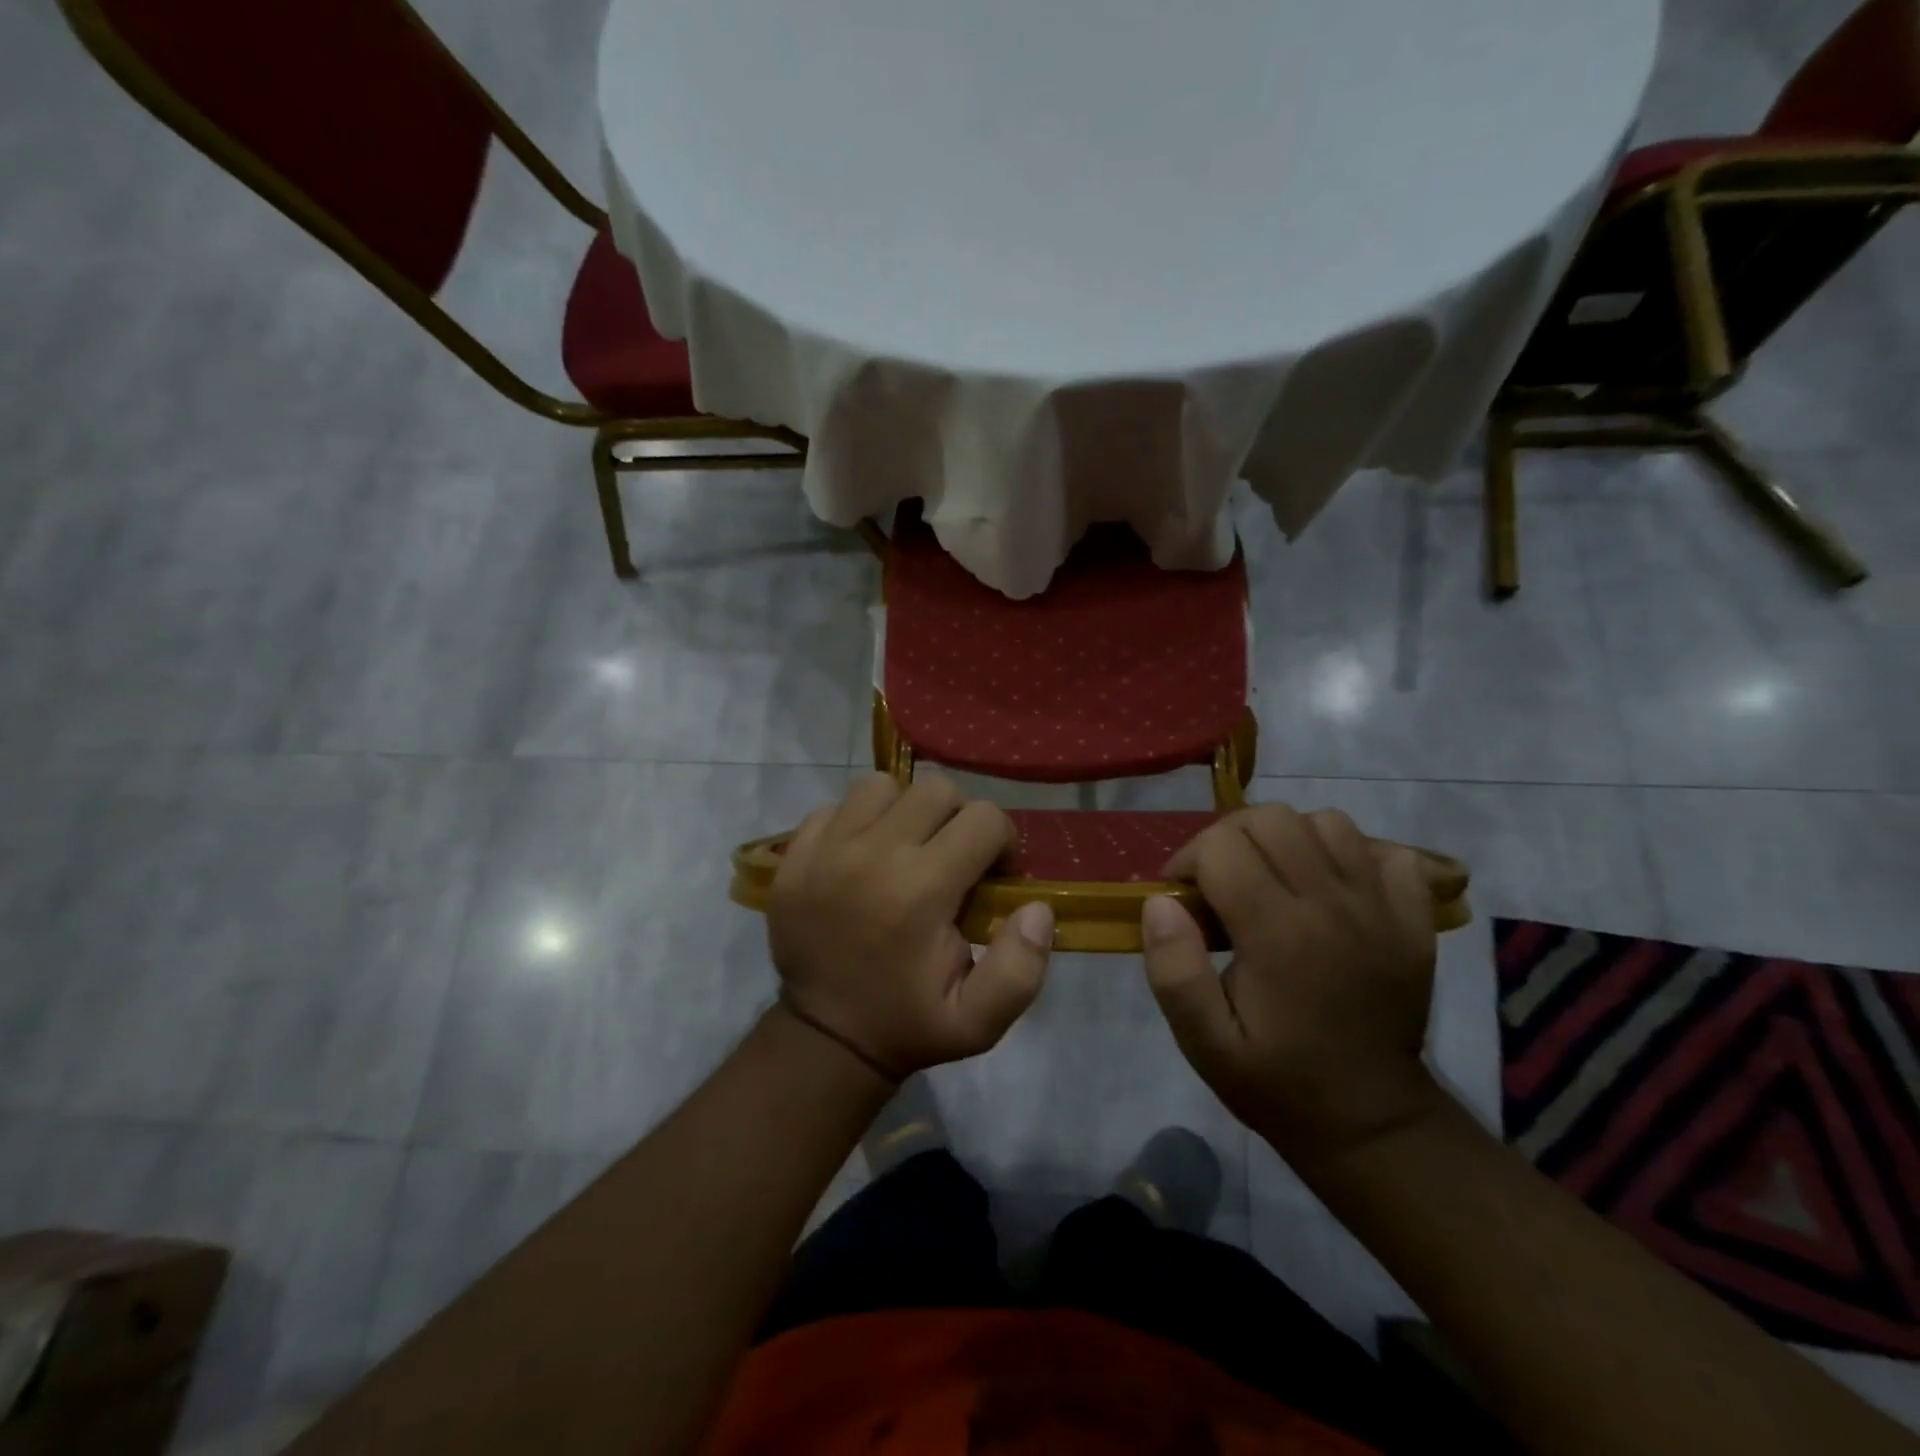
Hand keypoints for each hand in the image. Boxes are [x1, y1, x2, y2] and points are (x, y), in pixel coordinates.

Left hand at [768, 772, 1054, 1078]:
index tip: (993, 876)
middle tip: (952, 860)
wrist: (824, 1038)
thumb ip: (1020, 968)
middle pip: (936, 790)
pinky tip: (862, 858)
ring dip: (905, 811)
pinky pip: (835, 807)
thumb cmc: (908, 1024)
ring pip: (882, 787)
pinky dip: (856, 823)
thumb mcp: (979, 1022)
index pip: (984, 819)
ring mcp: (826, 850)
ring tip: (906, 850)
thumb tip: (1037, 908)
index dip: (1002, 843)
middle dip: (958, 819)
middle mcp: (872, 855)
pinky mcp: (795, 855)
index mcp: (921, 891)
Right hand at [1141, 805, 1443, 1168]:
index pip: (1221, 847)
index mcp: (1279, 934)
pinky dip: (1351, 853)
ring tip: (1271, 878)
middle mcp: (1334, 906)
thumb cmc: (1277, 1080)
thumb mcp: (1205, 1043)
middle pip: (1272, 819)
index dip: (1187, 861)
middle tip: (1218, 883)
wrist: (1371, 1121)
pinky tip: (1330, 885)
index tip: (1180, 897)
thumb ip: (1174, 971)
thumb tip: (1159, 902)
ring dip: (1287, 838)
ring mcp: (1382, 907)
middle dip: (1229, 839)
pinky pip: (1385, 850)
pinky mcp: (1415, 918)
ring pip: (1326, 822)